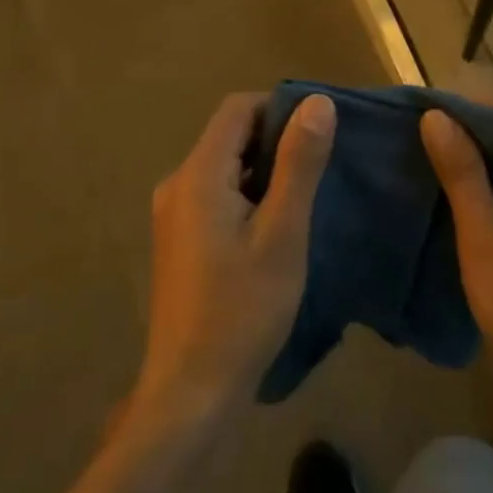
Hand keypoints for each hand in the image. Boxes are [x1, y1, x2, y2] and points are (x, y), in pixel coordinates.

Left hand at [134, 92, 335, 423]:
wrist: (191, 389)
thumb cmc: (242, 308)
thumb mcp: (282, 233)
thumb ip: (299, 163)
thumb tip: (317, 102)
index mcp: (197, 174)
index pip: (237, 108)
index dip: (279, 107)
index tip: (318, 132)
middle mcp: (177, 184)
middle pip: (229, 136)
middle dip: (274, 140)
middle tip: (319, 166)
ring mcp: (173, 214)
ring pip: (223, 167)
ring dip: (262, 170)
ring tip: (304, 195)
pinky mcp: (178, 240)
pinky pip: (215, 195)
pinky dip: (246, 195)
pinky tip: (274, 226)